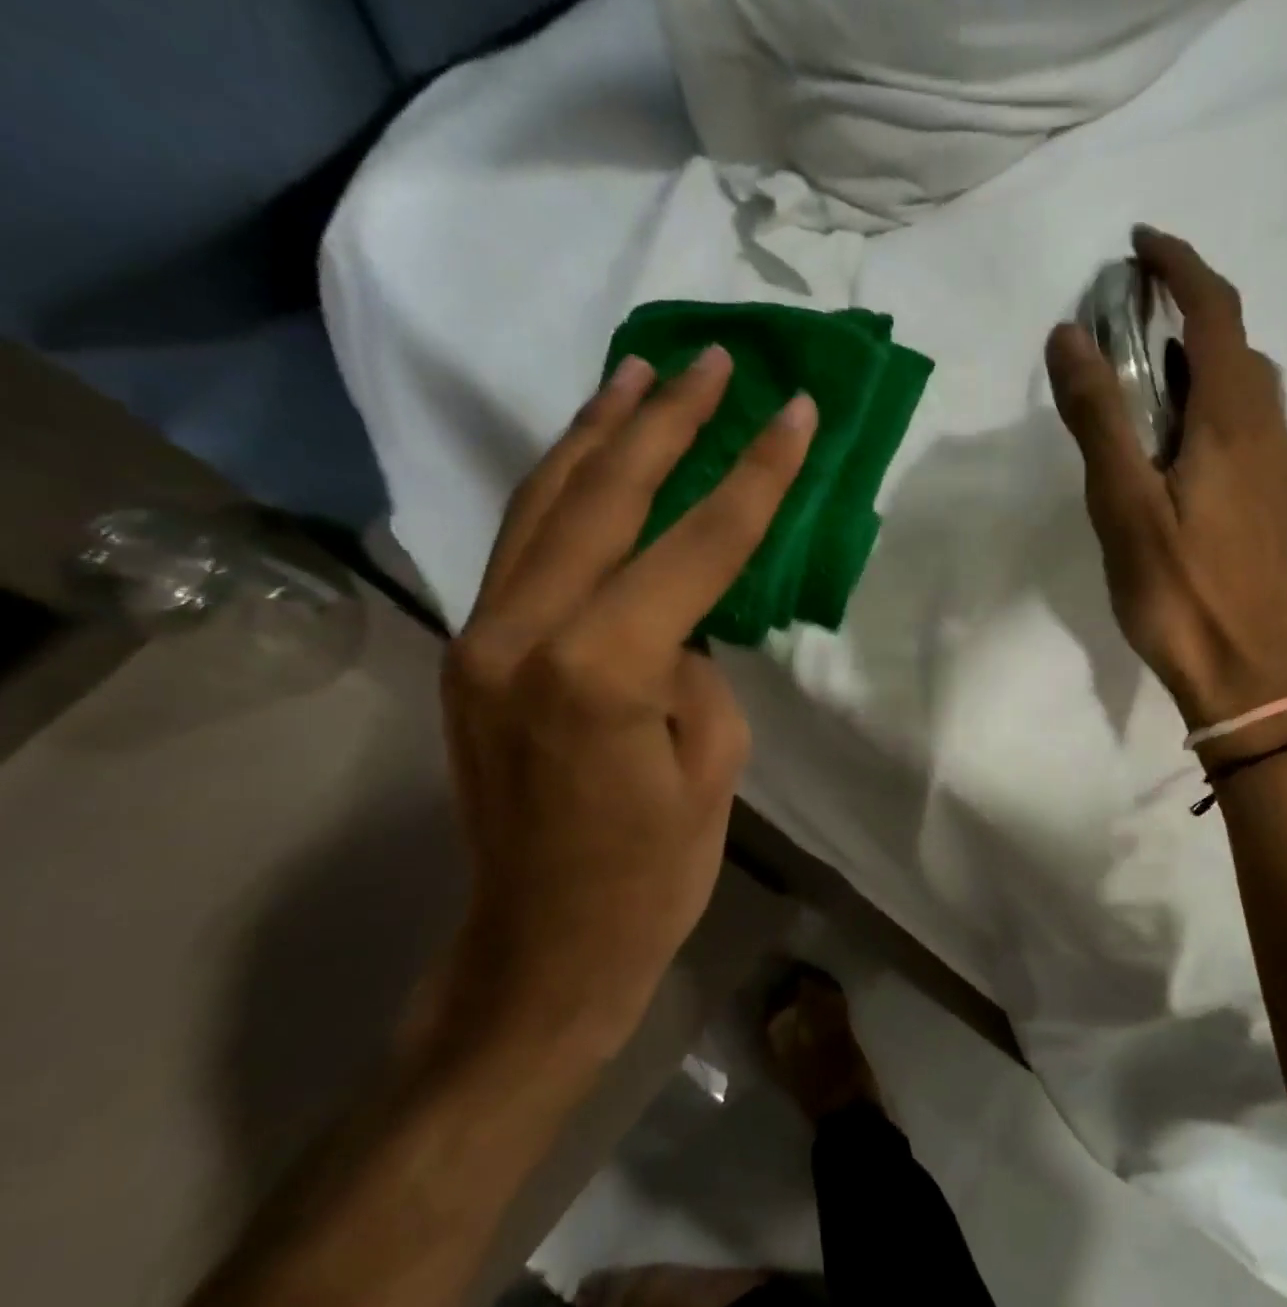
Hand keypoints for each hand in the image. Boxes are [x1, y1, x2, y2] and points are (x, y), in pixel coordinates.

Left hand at [428, 348, 814, 1061]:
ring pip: (544, 507)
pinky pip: (523, 548)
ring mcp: (483, 638)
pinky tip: (590, 458)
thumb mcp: (710, 765)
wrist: (543, 946)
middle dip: (667, 422)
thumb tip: (676, 624)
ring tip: (640, 376)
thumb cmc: (650, 874)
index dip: (753, 475)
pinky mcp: (473, 653)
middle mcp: (524, 633)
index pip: (695, 545)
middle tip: (710, 360)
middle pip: (605, 498)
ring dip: (598, 435)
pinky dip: (561, 491)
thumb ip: (693, 668)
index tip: (793, 411)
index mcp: (600, 668)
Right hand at [1047, 227, 1286, 730]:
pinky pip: (1245, 428)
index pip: (1217, 311)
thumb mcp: (1124, 503)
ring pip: (1243, 390)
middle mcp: (1270, 431)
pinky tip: (1173, 446)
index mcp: (1236, 420)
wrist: (1241, 671)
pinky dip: (1208, 407)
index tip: (1138, 245)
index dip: (1181, 265)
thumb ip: (1099, 417)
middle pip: (1236, 346)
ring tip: (1143, 380)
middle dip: (1187, 313)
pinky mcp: (1273, 504)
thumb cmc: (1178, 590)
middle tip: (1128, 322)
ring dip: (1198, 364)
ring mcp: (1279, 471)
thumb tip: (1070, 335)